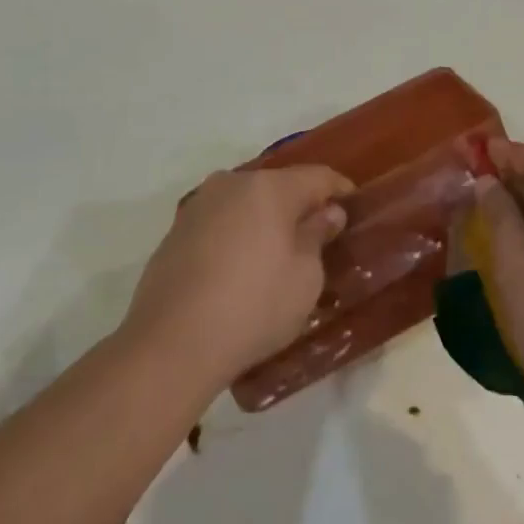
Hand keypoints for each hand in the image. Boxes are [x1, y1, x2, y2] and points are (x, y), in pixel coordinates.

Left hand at [124, 167, 351, 390]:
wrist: (170, 345)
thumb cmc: (253, 307)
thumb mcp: (305, 278)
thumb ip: (317, 236)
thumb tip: (327, 213)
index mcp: (269, 188)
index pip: (317, 177)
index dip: (339, 190)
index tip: (354, 206)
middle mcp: (232, 184)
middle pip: (278, 186)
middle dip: (299, 205)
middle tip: (317, 234)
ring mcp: (198, 206)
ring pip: (245, 203)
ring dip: (264, 220)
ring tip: (277, 252)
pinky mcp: (174, 232)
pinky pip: (219, 223)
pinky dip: (236, 236)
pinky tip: (240, 268)